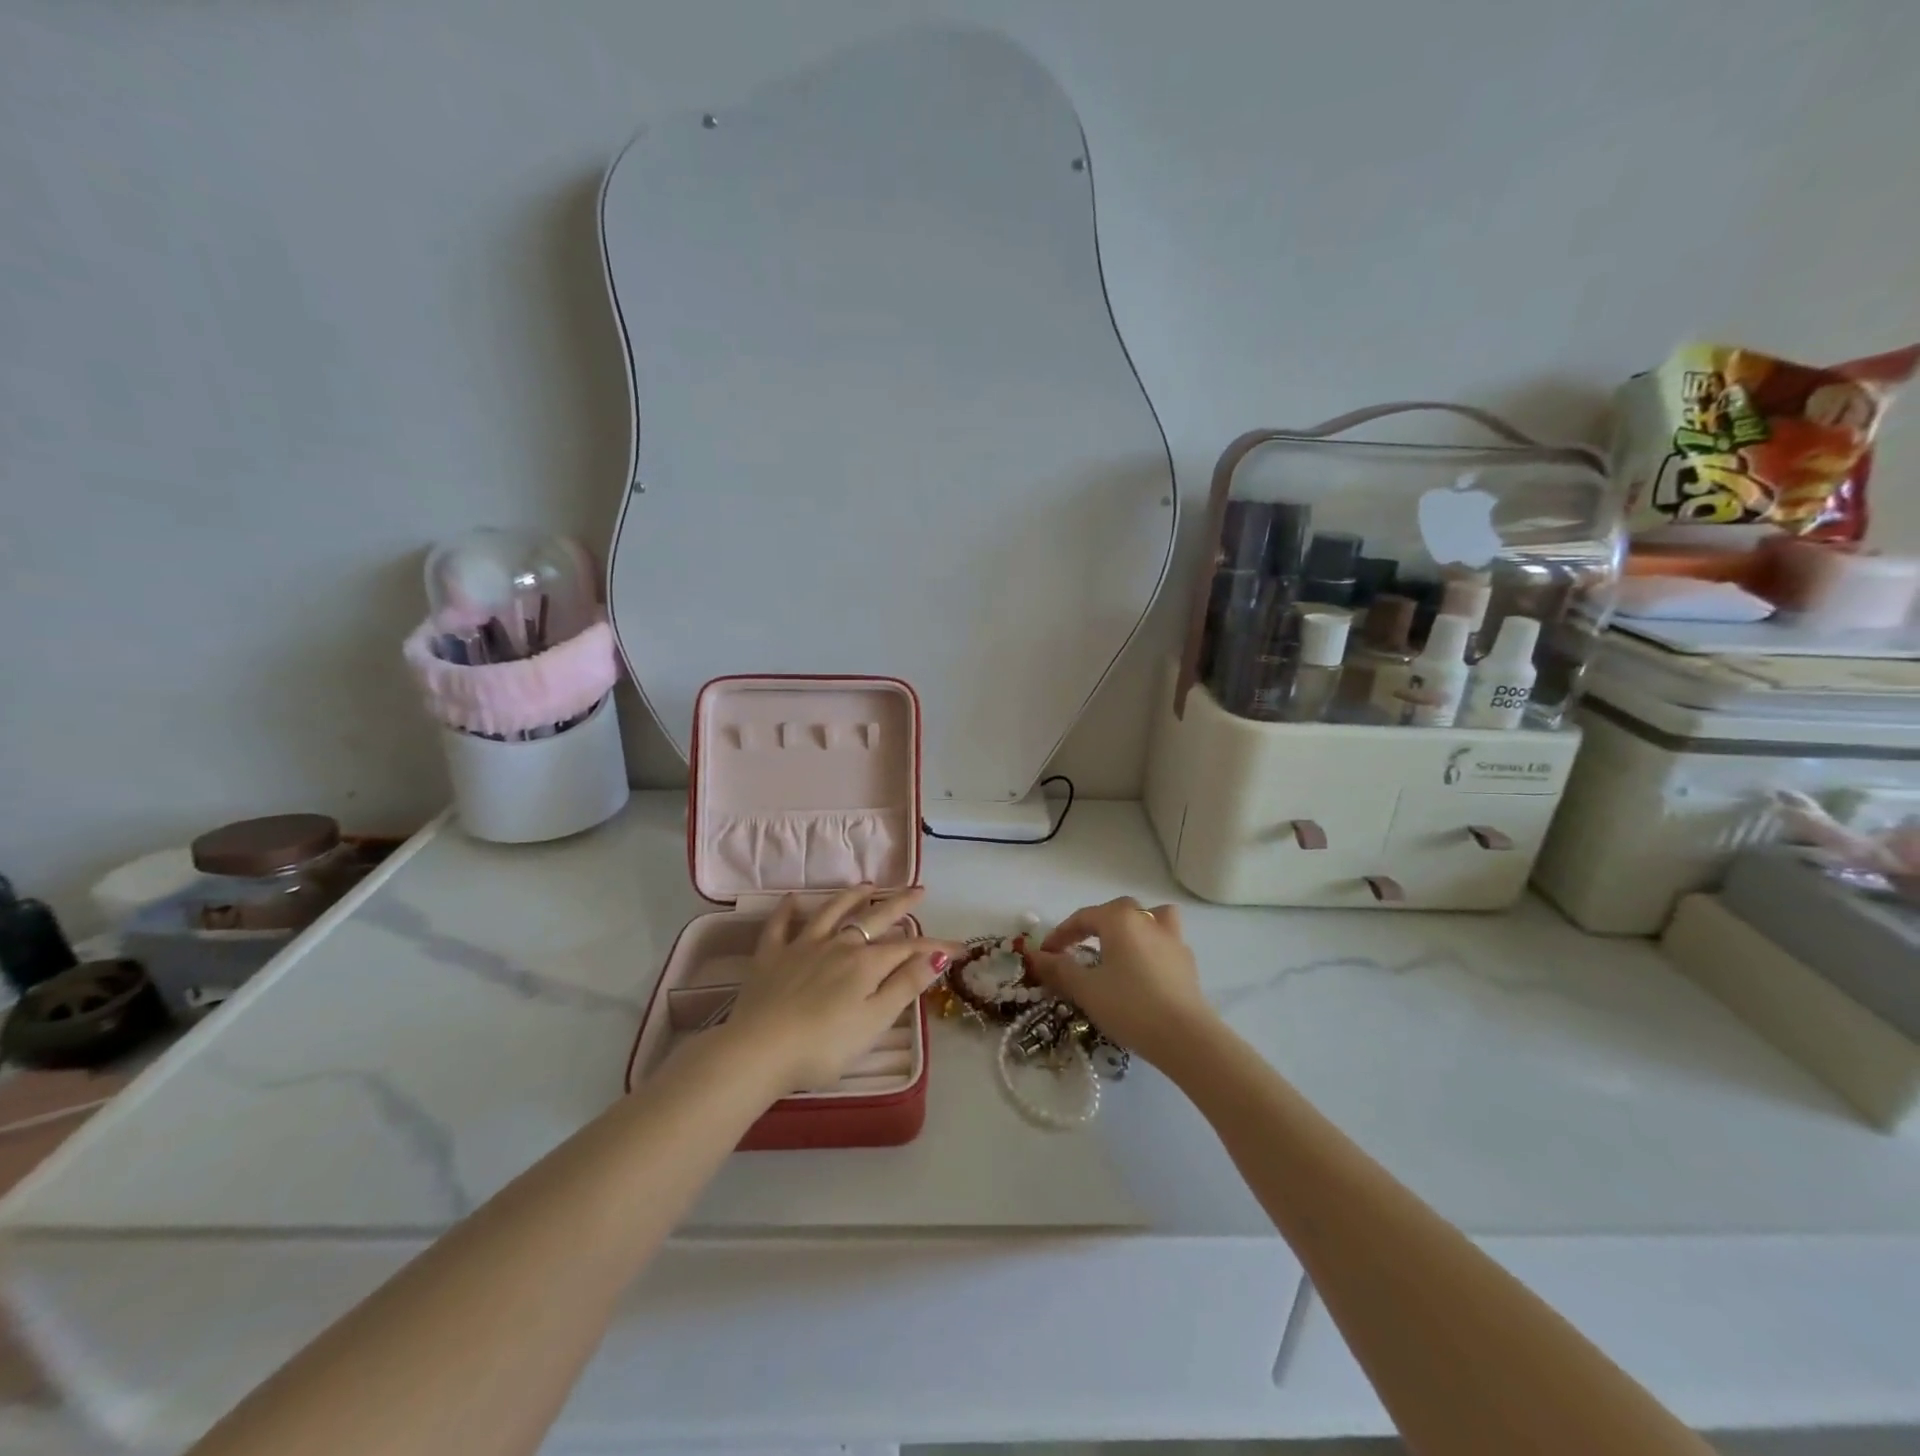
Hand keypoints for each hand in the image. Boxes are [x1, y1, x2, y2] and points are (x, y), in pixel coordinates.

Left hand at [715, 886, 952, 1094]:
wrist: (759, 1051)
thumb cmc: (824, 1046)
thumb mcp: (875, 1022)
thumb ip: (905, 986)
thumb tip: (937, 956)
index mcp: (866, 964)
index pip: (909, 949)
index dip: (936, 947)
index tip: (959, 947)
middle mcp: (838, 945)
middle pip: (873, 919)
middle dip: (899, 905)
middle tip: (918, 890)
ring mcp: (802, 946)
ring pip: (831, 912)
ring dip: (851, 897)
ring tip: (867, 885)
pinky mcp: (770, 956)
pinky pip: (780, 926)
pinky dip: (788, 910)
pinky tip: (793, 899)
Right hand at [1024, 897, 1217, 1067]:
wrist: (1185, 1037)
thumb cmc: (1129, 1006)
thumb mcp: (1085, 989)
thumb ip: (1059, 969)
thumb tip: (1036, 955)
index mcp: (1119, 919)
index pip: (1083, 917)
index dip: (1060, 934)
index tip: (1046, 955)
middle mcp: (1147, 919)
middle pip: (1116, 911)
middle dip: (1094, 926)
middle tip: (1078, 949)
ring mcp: (1172, 938)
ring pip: (1149, 918)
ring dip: (1132, 927)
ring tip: (1120, 948)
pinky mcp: (1187, 962)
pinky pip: (1164, 941)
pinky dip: (1150, 948)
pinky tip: (1143, 972)